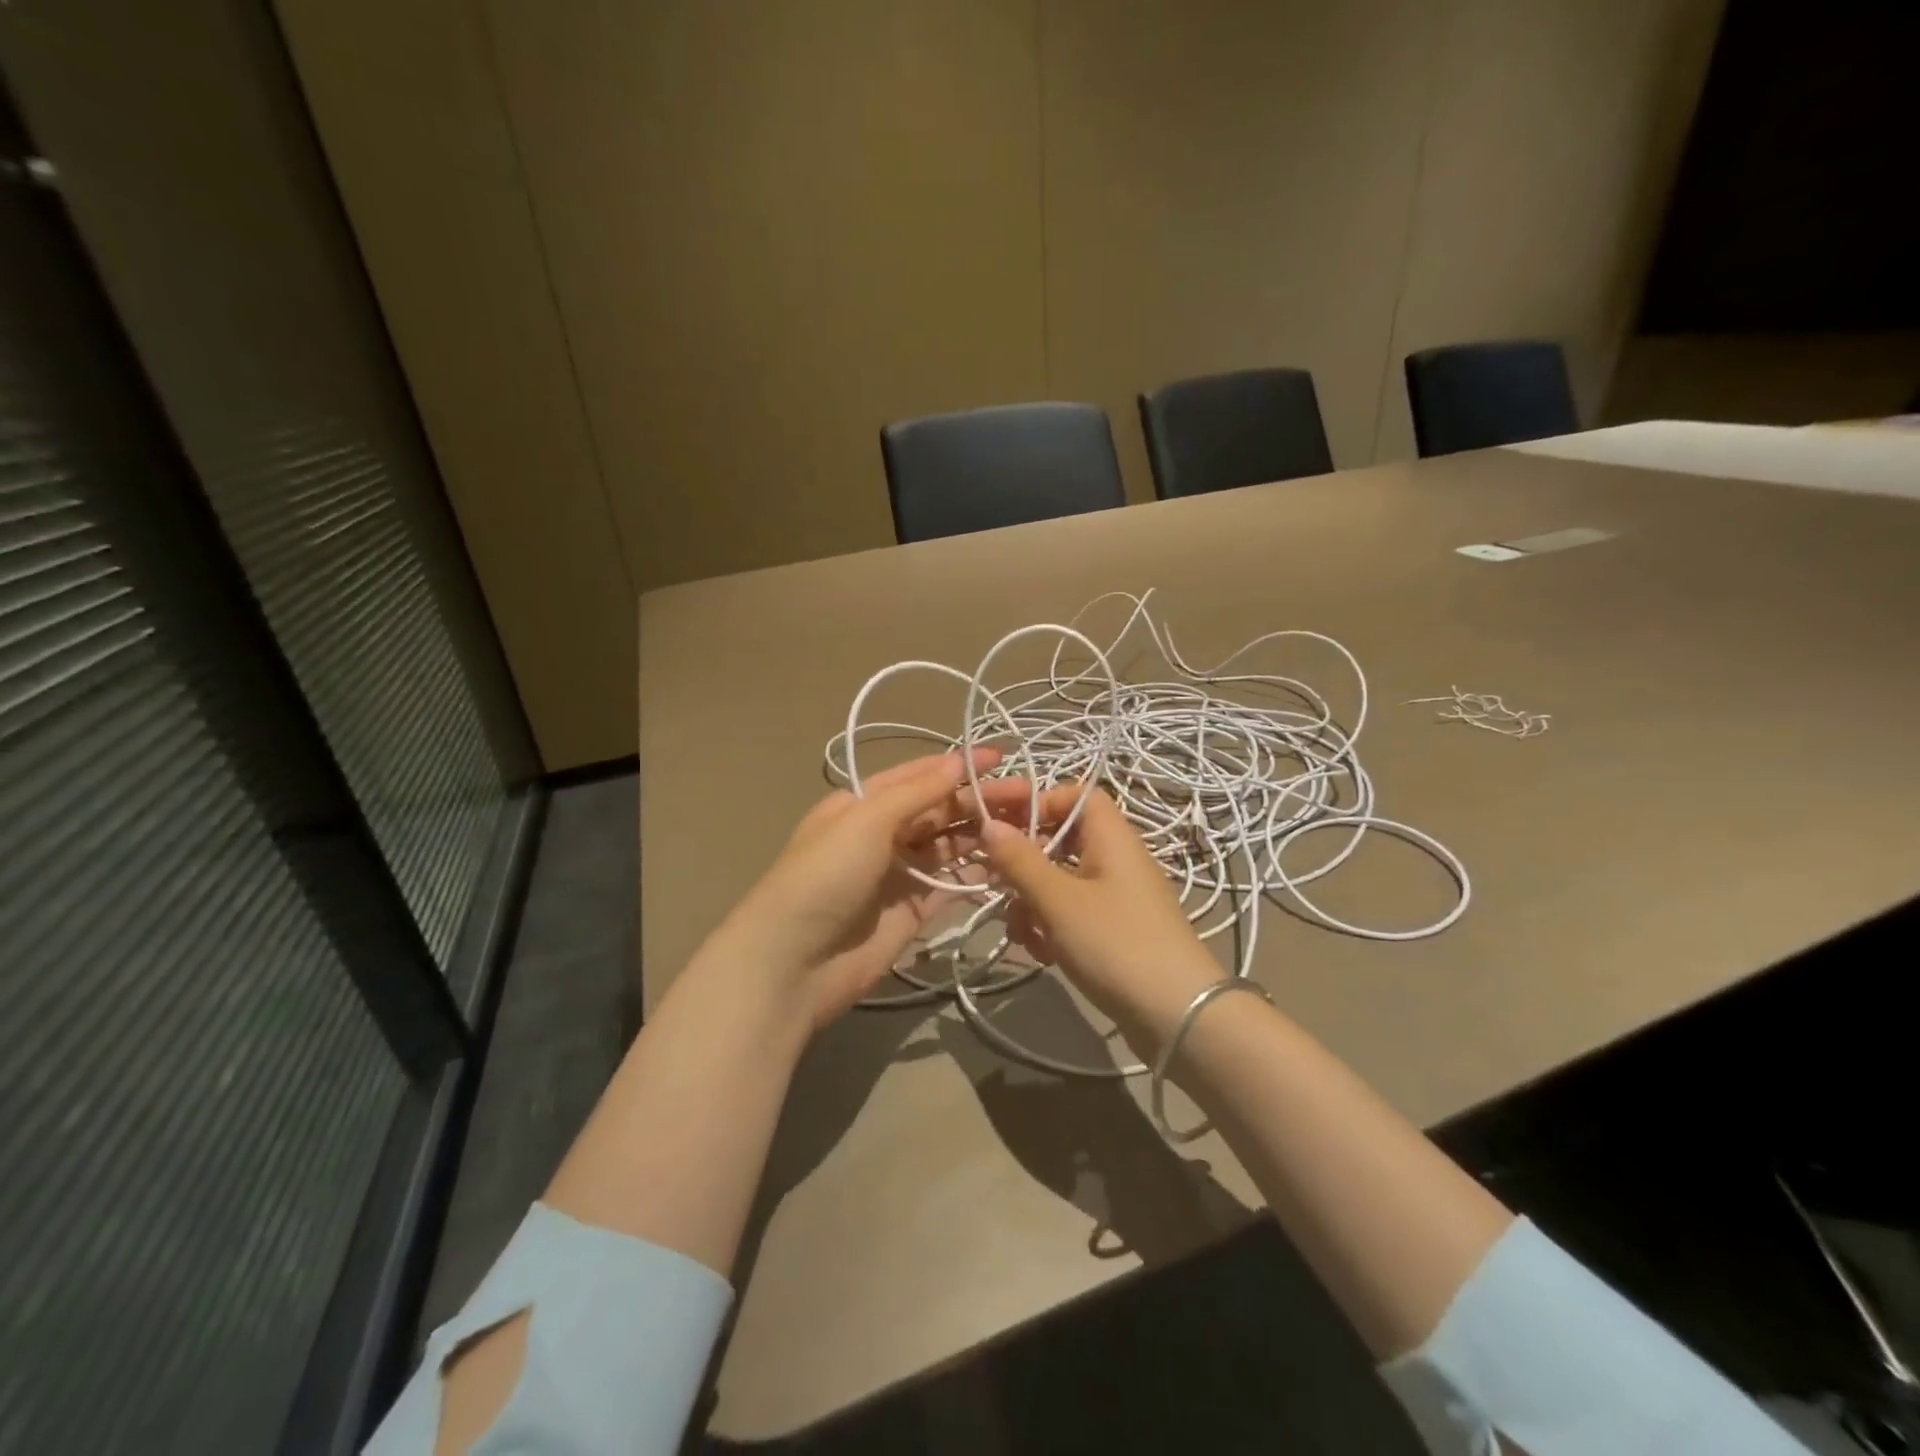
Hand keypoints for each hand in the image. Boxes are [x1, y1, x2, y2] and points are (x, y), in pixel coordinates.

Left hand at [709, 750, 1039, 1028]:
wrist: (793, 962)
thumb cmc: (825, 875)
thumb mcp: (865, 820)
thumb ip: (917, 793)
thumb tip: (958, 762)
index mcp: (863, 804)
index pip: (918, 776)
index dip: (957, 765)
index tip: (1000, 758)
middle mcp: (882, 834)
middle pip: (939, 810)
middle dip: (979, 800)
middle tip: (1030, 795)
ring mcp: (899, 874)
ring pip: (949, 846)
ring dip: (983, 834)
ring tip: (1028, 824)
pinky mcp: (912, 911)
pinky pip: (950, 885)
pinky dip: (976, 874)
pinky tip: (1009, 863)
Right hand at [980, 785, 1219, 1043]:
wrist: (1178, 1018)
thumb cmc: (1117, 944)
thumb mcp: (1059, 900)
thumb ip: (1020, 860)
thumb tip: (989, 824)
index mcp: (1111, 837)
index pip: (1073, 795)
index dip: (1034, 800)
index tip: (997, 820)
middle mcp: (1116, 859)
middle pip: (1060, 840)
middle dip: (1022, 864)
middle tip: (992, 883)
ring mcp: (1116, 897)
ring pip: (1059, 881)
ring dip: (1031, 902)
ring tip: (1021, 933)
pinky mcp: (1114, 931)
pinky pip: (1072, 913)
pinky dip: (1051, 927)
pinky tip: (1040, 954)